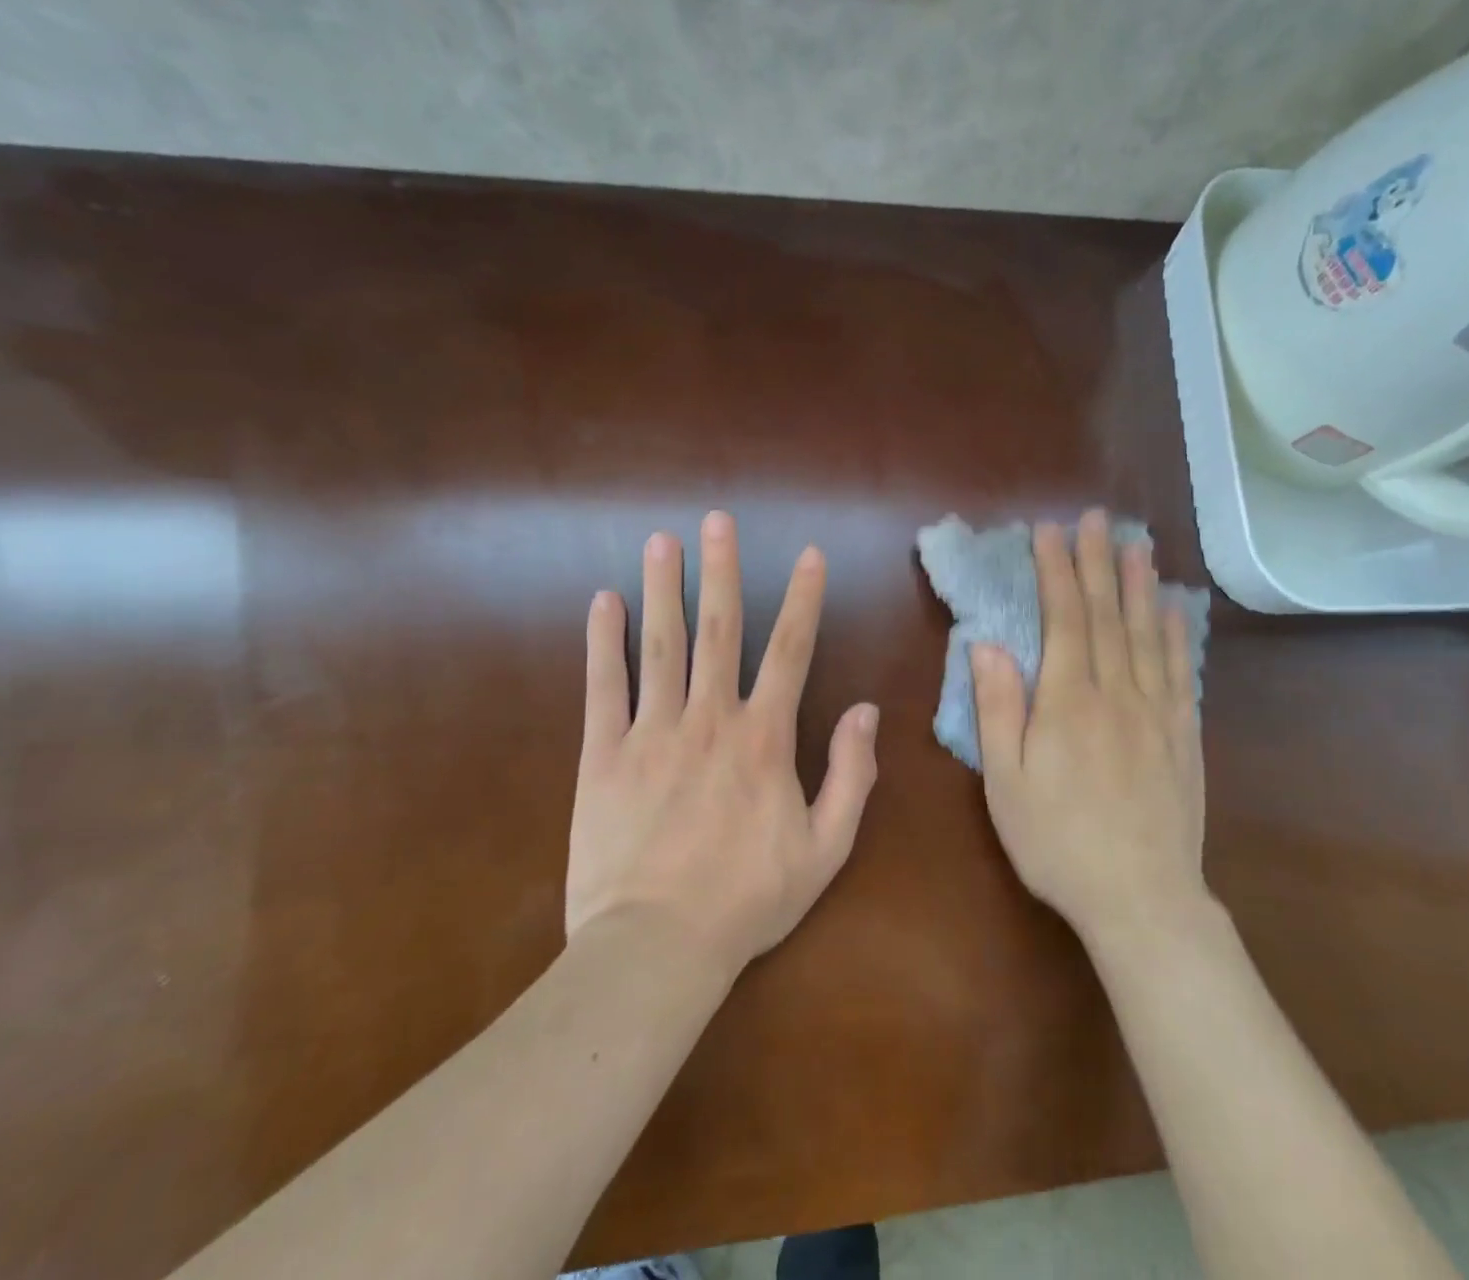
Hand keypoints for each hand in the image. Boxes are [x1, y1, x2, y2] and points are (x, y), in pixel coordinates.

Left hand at [566, 511, 879, 976]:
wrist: (656, 949)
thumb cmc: (748, 900)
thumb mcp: (825, 848)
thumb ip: (850, 775)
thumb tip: (866, 711)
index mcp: (763, 738)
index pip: (790, 650)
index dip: (803, 598)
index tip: (808, 554)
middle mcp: (709, 718)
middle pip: (719, 629)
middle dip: (721, 570)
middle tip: (717, 521)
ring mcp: (651, 732)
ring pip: (660, 646)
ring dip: (662, 589)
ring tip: (662, 542)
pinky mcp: (603, 756)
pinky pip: (603, 688)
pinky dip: (603, 643)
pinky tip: (602, 604)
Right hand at [970, 509, 1206, 942]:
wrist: (1142, 899)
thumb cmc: (1058, 842)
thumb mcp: (1006, 783)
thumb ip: (998, 710)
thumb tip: (988, 645)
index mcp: (1068, 701)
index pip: (1063, 618)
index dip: (1056, 570)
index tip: (1049, 531)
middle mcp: (1117, 692)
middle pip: (1107, 614)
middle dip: (1097, 561)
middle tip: (1095, 517)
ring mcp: (1157, 711)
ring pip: (1147, 633)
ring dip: (1139, 585)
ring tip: (1135, 544)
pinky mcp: (1183, 734)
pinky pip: (1181, 671)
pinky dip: (1176, 634)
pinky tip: (1173, 610)